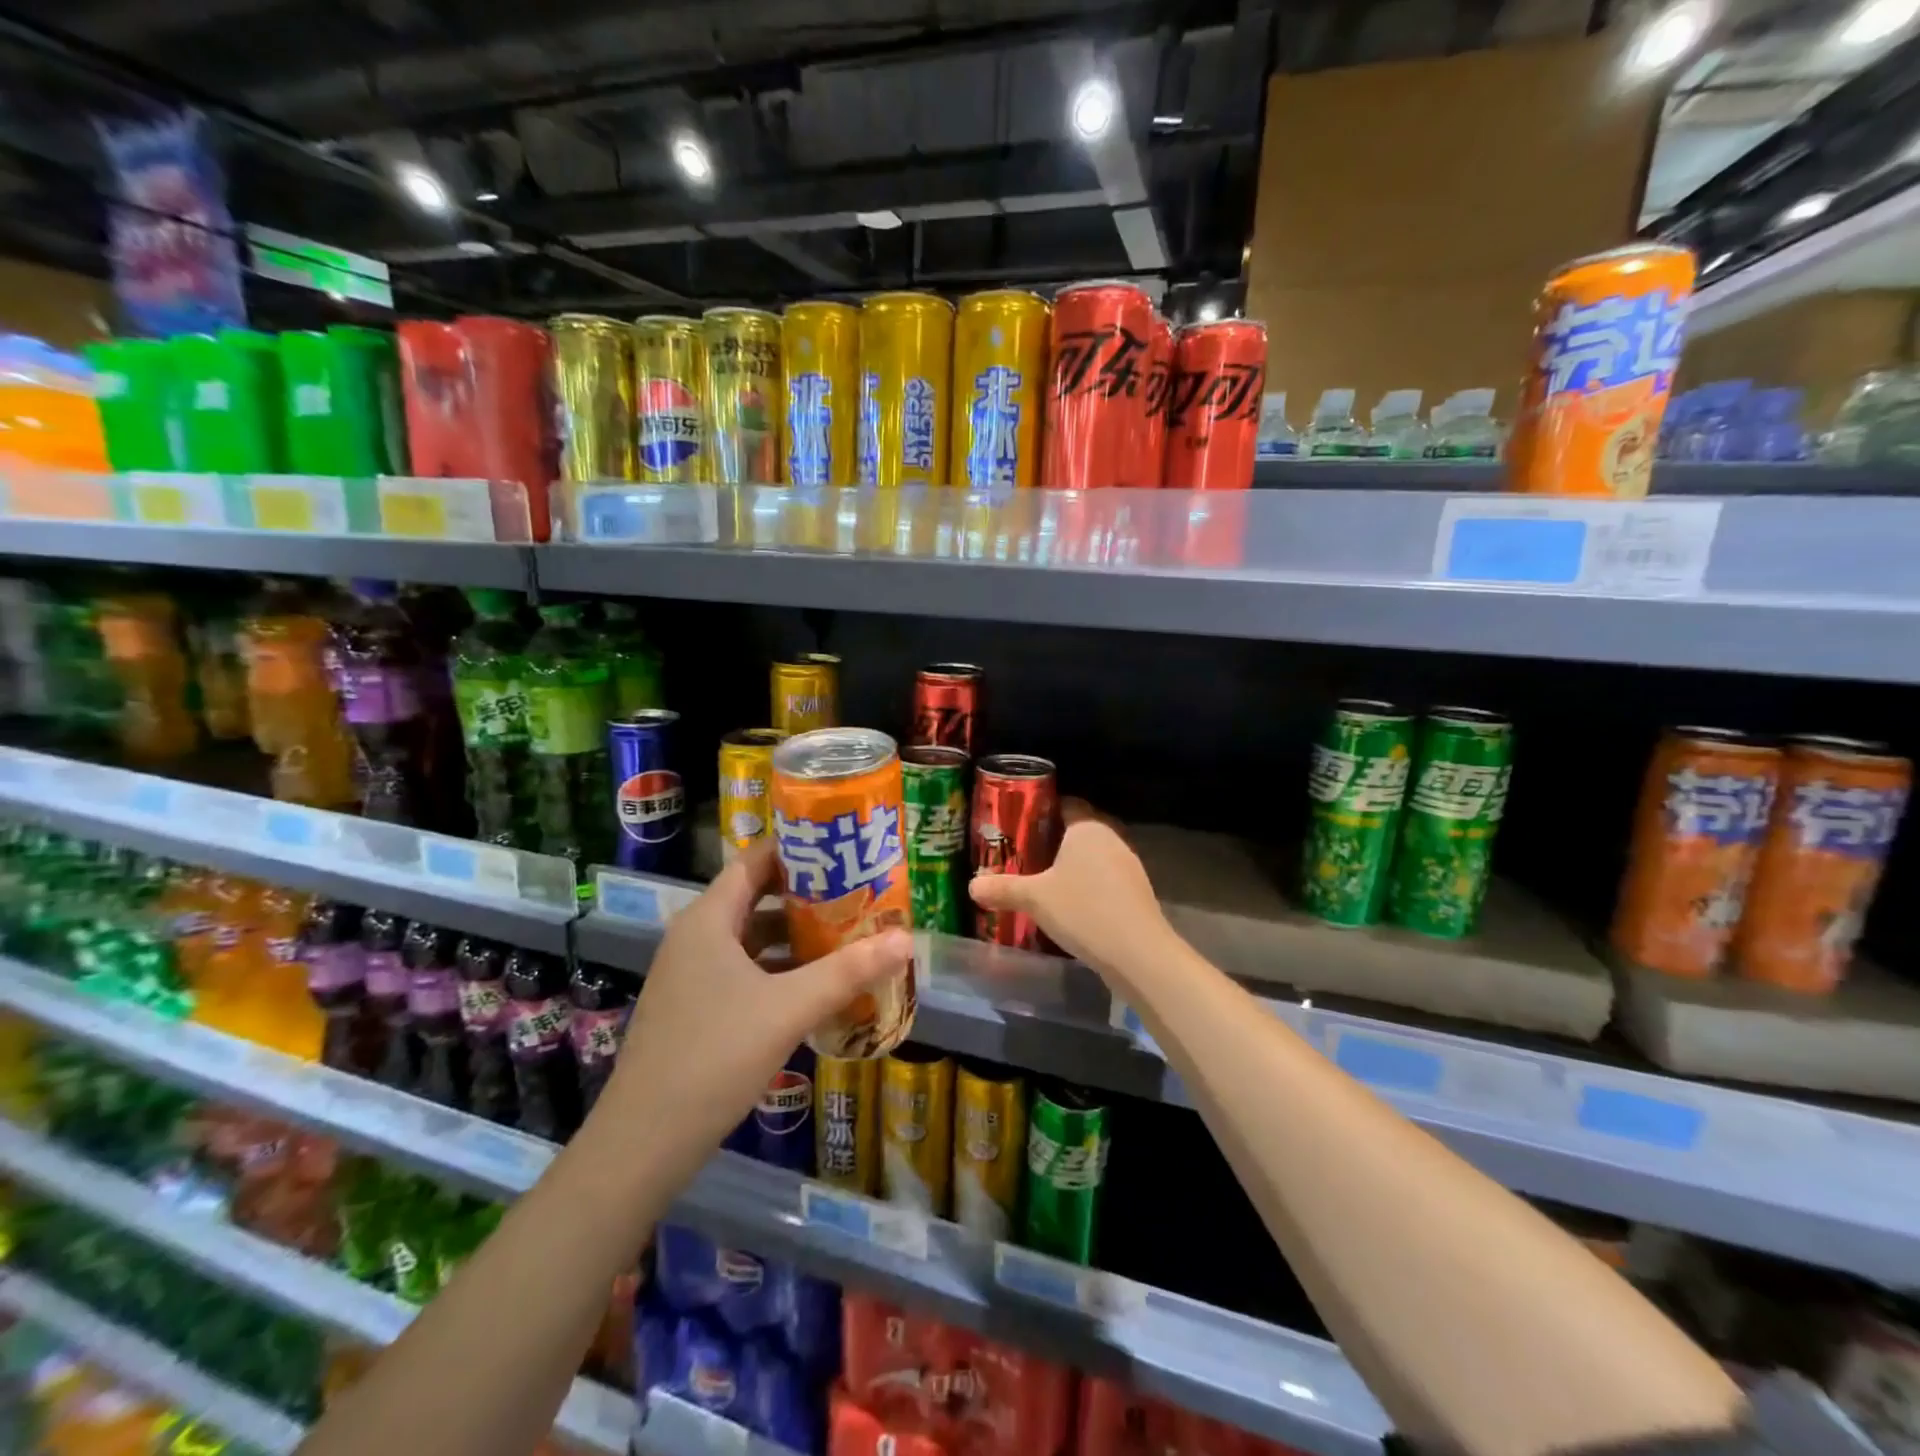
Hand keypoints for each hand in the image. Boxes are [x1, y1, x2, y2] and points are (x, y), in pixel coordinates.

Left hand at [592, 839, 913, 1187]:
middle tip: (859, 891)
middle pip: (756, 898)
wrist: (644, 1143)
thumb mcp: (789, 1008)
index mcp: (708, 920)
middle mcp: (696, 938)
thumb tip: (906, 939)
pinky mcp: (696, 1009)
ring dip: (797, 937)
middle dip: (808, 895)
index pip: (754, 861)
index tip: (843, 847)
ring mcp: (692, 976)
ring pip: (752, 939)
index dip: (797, 849)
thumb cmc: (715, 1056)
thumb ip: (849, 971)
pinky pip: (746, 972)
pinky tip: (817, 987)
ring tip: (849, 935)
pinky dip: (781, 970)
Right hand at [968, 800, 1173, 989]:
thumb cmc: (1082, 910)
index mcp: (1088, 827)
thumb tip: (972, 886)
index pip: (1065, 804)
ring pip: (1093, 856)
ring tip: (1042, 881)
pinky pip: (1105, 879)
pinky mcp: (1136, 892)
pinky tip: (1069, 905)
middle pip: (1078, 831)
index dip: (1041, 811)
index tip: (1018, 824)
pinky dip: (1087, 885)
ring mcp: (1128, 865)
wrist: (1137, 953)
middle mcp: (1111, 838)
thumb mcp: (1034, 898)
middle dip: (1053, 841)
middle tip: (1023, 854)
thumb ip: (1002, 888)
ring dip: (1071, 866)